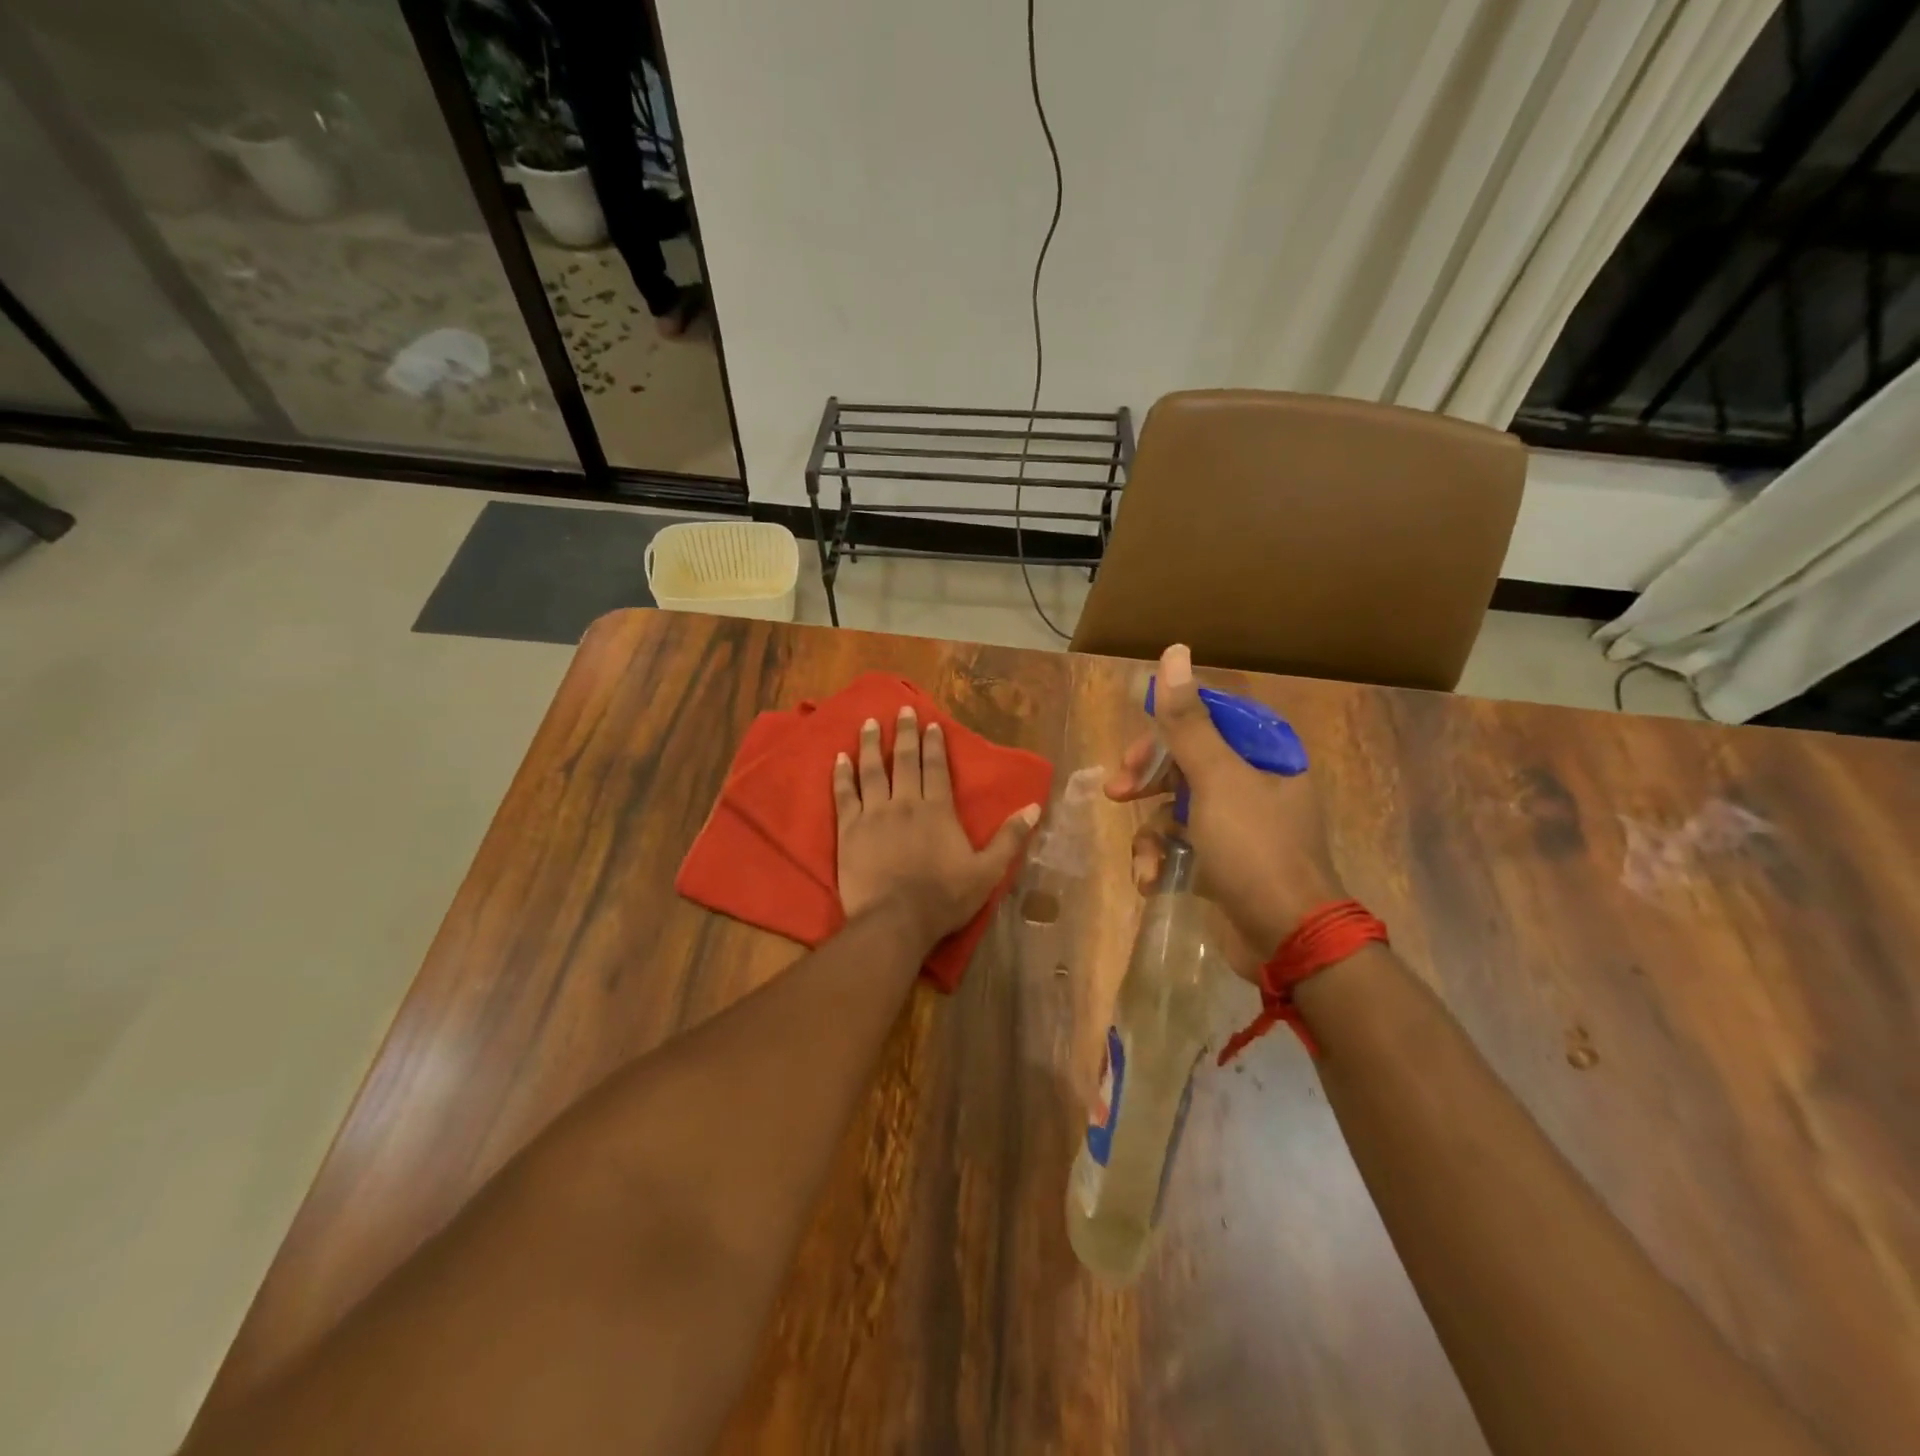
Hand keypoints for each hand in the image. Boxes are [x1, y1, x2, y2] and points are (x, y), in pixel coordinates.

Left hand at [835, 706, 1041, 944]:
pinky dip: (841, 775)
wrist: (895, 921)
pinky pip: (844, 795)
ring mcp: (874, 814)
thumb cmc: (943, 898)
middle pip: (904, 761)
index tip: (930, 723)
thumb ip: (1009, 838)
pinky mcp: (849, 830)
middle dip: (904, 733)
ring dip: (870, 745)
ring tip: (867, 723)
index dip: (934, 745)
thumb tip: (1033, 807)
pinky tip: (838, 758)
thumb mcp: (987, 872)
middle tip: (901, 710)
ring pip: (871, 771)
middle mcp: (905, 803)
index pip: (936, 768)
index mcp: (938, 810)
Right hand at [1107, 644, 1345, 980]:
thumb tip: (1173, 653)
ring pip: (1174, 807)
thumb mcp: (1216, 780)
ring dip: (1150, 833)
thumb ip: (1188, 720)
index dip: (1167, 728)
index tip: (1136, 746)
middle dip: (1148, 779)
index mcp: (1264, 755)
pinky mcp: (1221, 861)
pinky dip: (1160, 860)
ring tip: (1144, 860)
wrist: (1286, 940)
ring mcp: (1236, 825)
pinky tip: (1151, 881)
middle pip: (1185, 762)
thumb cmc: (1255, 849)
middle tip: (1118, 791)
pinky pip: (1178, 845)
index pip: (1209, 718)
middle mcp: (1253, 784)